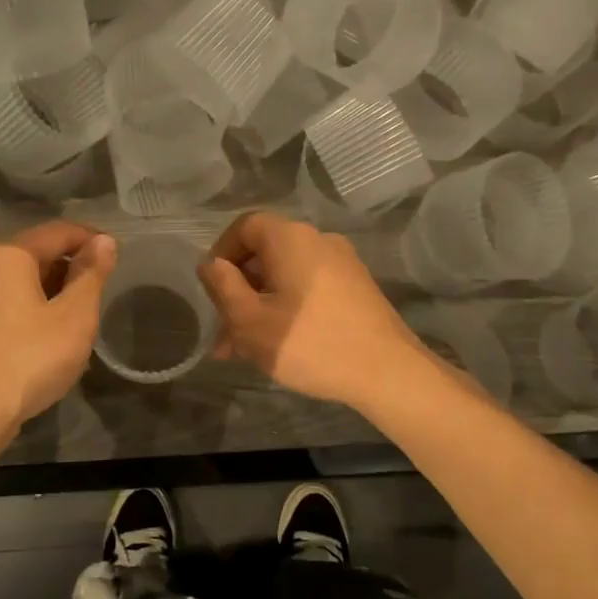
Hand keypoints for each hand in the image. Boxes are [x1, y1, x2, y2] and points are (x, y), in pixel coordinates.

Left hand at [0, 221, 117, 430]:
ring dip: (49, 291)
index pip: (57, 232)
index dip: (90, 240)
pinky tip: (44, 338)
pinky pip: (1, 305)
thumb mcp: (75, 316)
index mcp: (6, 255)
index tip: (115, 255)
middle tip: (98, 291)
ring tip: (76, 316)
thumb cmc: (29, 358)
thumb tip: (104, 241)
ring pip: (16, 283)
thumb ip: (91, 274)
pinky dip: (27, 310)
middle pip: (34, 255)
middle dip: (68, 267)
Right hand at [197, 211, 428, 408]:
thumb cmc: (310, 343)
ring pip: (286, 276)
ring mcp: (342, 264)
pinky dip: (287, 308)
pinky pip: (309, 289)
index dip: (221, 253)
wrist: (387, 372)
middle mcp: (318, 240)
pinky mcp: (356, 288)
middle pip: (265, 253)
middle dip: (239, 290)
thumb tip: (210, 264)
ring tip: (243, 350)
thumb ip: (222, 287)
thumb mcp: (250, 320)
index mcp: (290, 238)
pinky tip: (279, 345)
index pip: (245, 226)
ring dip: (260, 306)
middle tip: (223, 332)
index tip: (211, 289)